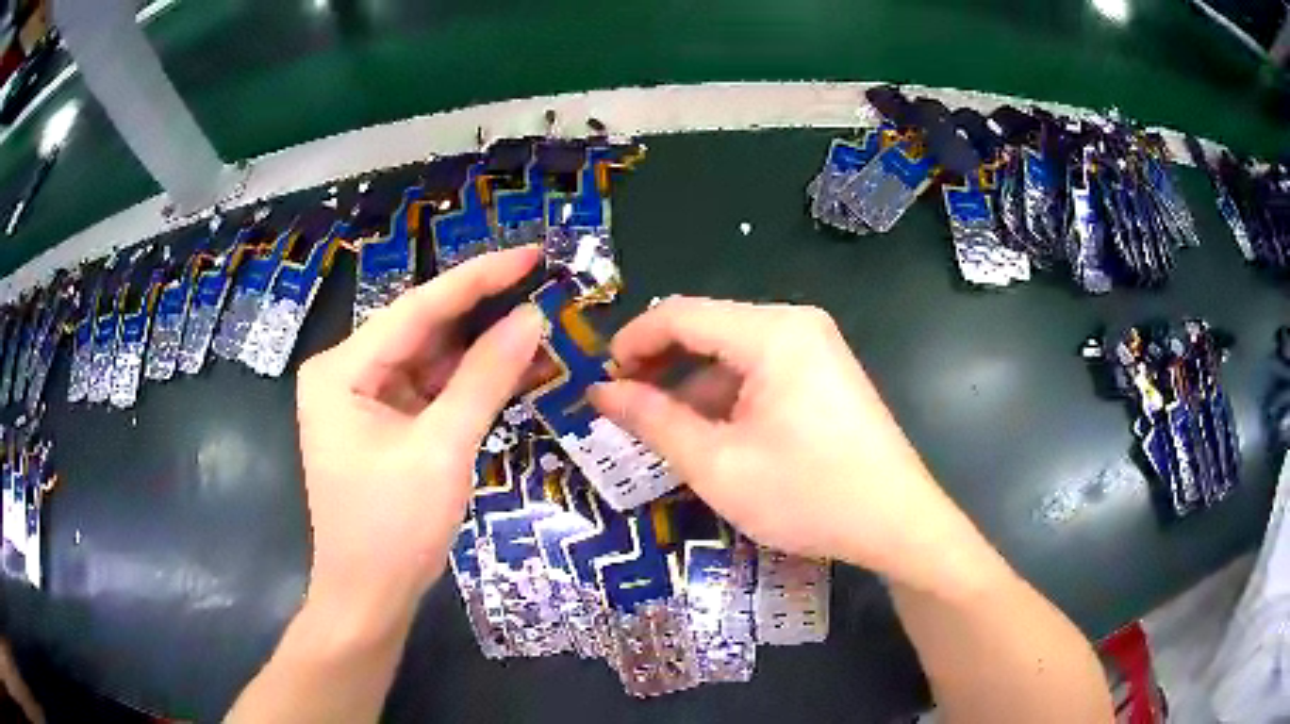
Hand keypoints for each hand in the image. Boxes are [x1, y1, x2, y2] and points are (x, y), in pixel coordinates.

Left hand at [295, 247, 544, 622]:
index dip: (476, 279)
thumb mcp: (443, 448)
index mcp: (340, 370)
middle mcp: (344, 374)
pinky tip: (507, 368)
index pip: (416, 309)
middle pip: (419, 330)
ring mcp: (360, 399)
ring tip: (534, 323)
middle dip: (478, 312)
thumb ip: (485, 378)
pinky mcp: (379, 424)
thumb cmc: (394, 528)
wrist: (370, 596)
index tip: (529, 255)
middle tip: (538, 284)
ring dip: (477, 349)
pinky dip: (465, 383)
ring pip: (427, 359)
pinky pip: (427, 390)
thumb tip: (530, 316)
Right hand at [590, 297, 991, 594]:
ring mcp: (815, 347)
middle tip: (624, 408)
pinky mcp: (824, 373)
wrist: (896, 522)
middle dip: (661, 366)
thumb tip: (601, 392)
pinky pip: (760, 371)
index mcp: (772, 332)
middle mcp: (795, 324)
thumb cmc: (807, 495)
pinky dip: (727, 396)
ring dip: (692, 386)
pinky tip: (712, 434)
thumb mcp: (717, 464)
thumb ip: (653, 421)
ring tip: (663, 430)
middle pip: (707, 328)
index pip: (680, 314)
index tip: (600, 380)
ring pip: (732, 353)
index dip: (632, 342)